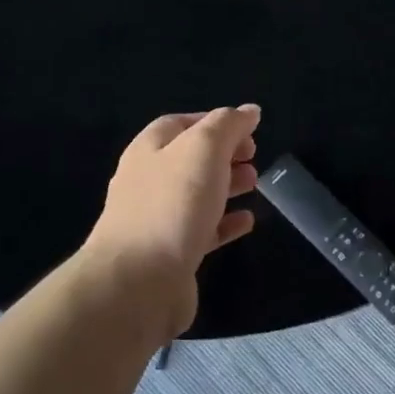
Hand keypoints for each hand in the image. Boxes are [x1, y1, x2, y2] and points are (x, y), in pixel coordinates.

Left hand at [83, 106, 261, 337]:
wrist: (139, 282)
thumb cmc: (172, 205)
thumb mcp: (203, 150)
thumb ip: (227, 125)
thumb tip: (249, 111)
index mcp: (148, 151)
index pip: (179, 124)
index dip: (213, 121)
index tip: (248, 128)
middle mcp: (147, 182)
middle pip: (189, 160)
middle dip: (223, 154)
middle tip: (254, 155)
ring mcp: (157, 221)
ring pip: (196, 195)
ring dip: (226, 185)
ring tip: (255, 183)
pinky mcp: (170, 255)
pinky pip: (202, 231)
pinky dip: (225, 223)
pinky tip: (247, 222)